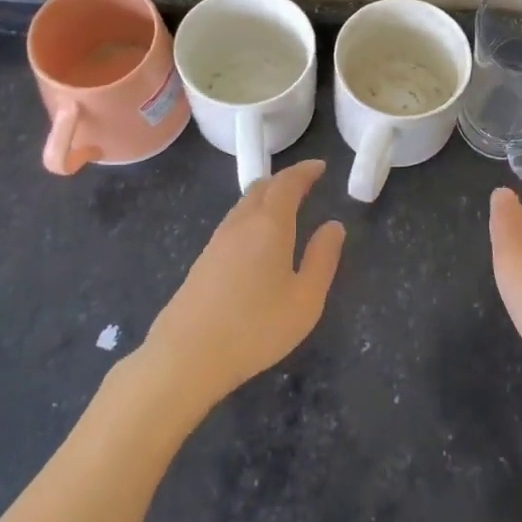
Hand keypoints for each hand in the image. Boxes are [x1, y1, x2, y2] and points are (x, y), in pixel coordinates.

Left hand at [143, 160, 344, 411]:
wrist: (187, 355)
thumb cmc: (256, 327)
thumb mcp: (306, 299)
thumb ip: (323, 258)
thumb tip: (334, 225)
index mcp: (270, 224)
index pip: (288, 183)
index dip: (305, 171)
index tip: (320, 166)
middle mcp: (241, 223)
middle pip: (262, 187)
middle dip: (285, 180)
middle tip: (305, 184)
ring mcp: (217, 241)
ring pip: (244, 204)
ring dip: (266, 197)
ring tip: (284, 207)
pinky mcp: (203, 260)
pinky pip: (233, 223)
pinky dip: (251, 215)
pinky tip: (256, 239)